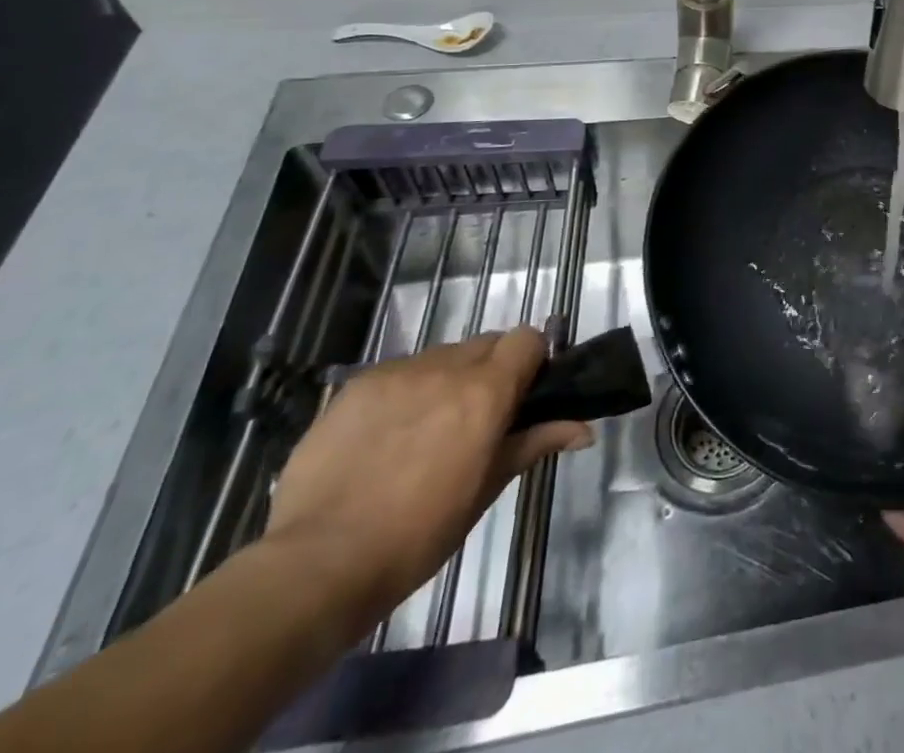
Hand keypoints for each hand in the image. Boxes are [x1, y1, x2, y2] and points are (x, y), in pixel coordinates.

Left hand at [262, 327, 590, 629]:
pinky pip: (398, 374)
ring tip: (426, 431)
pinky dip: (405, 393)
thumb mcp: (487, 488)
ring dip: (447, 379)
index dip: (531, 360)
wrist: (318, 564)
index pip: (527, 338)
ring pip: (440, 357)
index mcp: (486, 390)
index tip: (524, 394)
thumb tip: (585, 429)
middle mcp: (447, 367)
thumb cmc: (419, 533)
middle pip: (485, 344)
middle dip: (490, 370)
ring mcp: (397, 373)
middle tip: (477, 418)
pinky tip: (385, 438)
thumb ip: (535, 443)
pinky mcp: (356, 386)